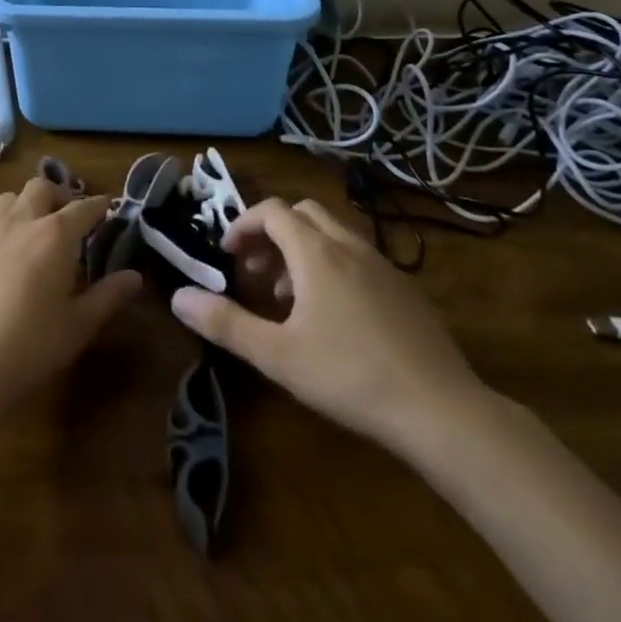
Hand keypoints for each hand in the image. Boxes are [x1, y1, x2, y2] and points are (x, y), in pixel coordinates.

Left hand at [0, 177, 142, 438]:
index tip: (107, 208)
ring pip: (9, 199)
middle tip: (69, 218)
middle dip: (59, 195)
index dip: (98, 205)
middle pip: (40, 187)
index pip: (82, 208)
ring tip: (36, 230)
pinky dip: (4, 230)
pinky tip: (6, 260)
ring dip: (27, 205)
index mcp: (55, 235)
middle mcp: (21, 223)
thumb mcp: (79, 324)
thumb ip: (109, 295)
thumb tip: (134, 276)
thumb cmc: (32, 344)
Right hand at [170, 197, 489, 457]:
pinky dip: (333, 266)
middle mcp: (349, 246)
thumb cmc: (349, 376)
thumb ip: (225, 323)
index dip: (243, 224)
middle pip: (303, 214)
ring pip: (333, 234)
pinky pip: (358, 257)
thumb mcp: (277, 355)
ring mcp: (383, 265)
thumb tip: (179, 298)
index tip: (227, 254)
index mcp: (316, 252)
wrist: (441, 410)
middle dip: (272, 233)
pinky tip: (334, 317)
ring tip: (289, 298)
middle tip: (256, 271)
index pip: (272, 211)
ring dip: (302, 250)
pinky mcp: (406, 289)